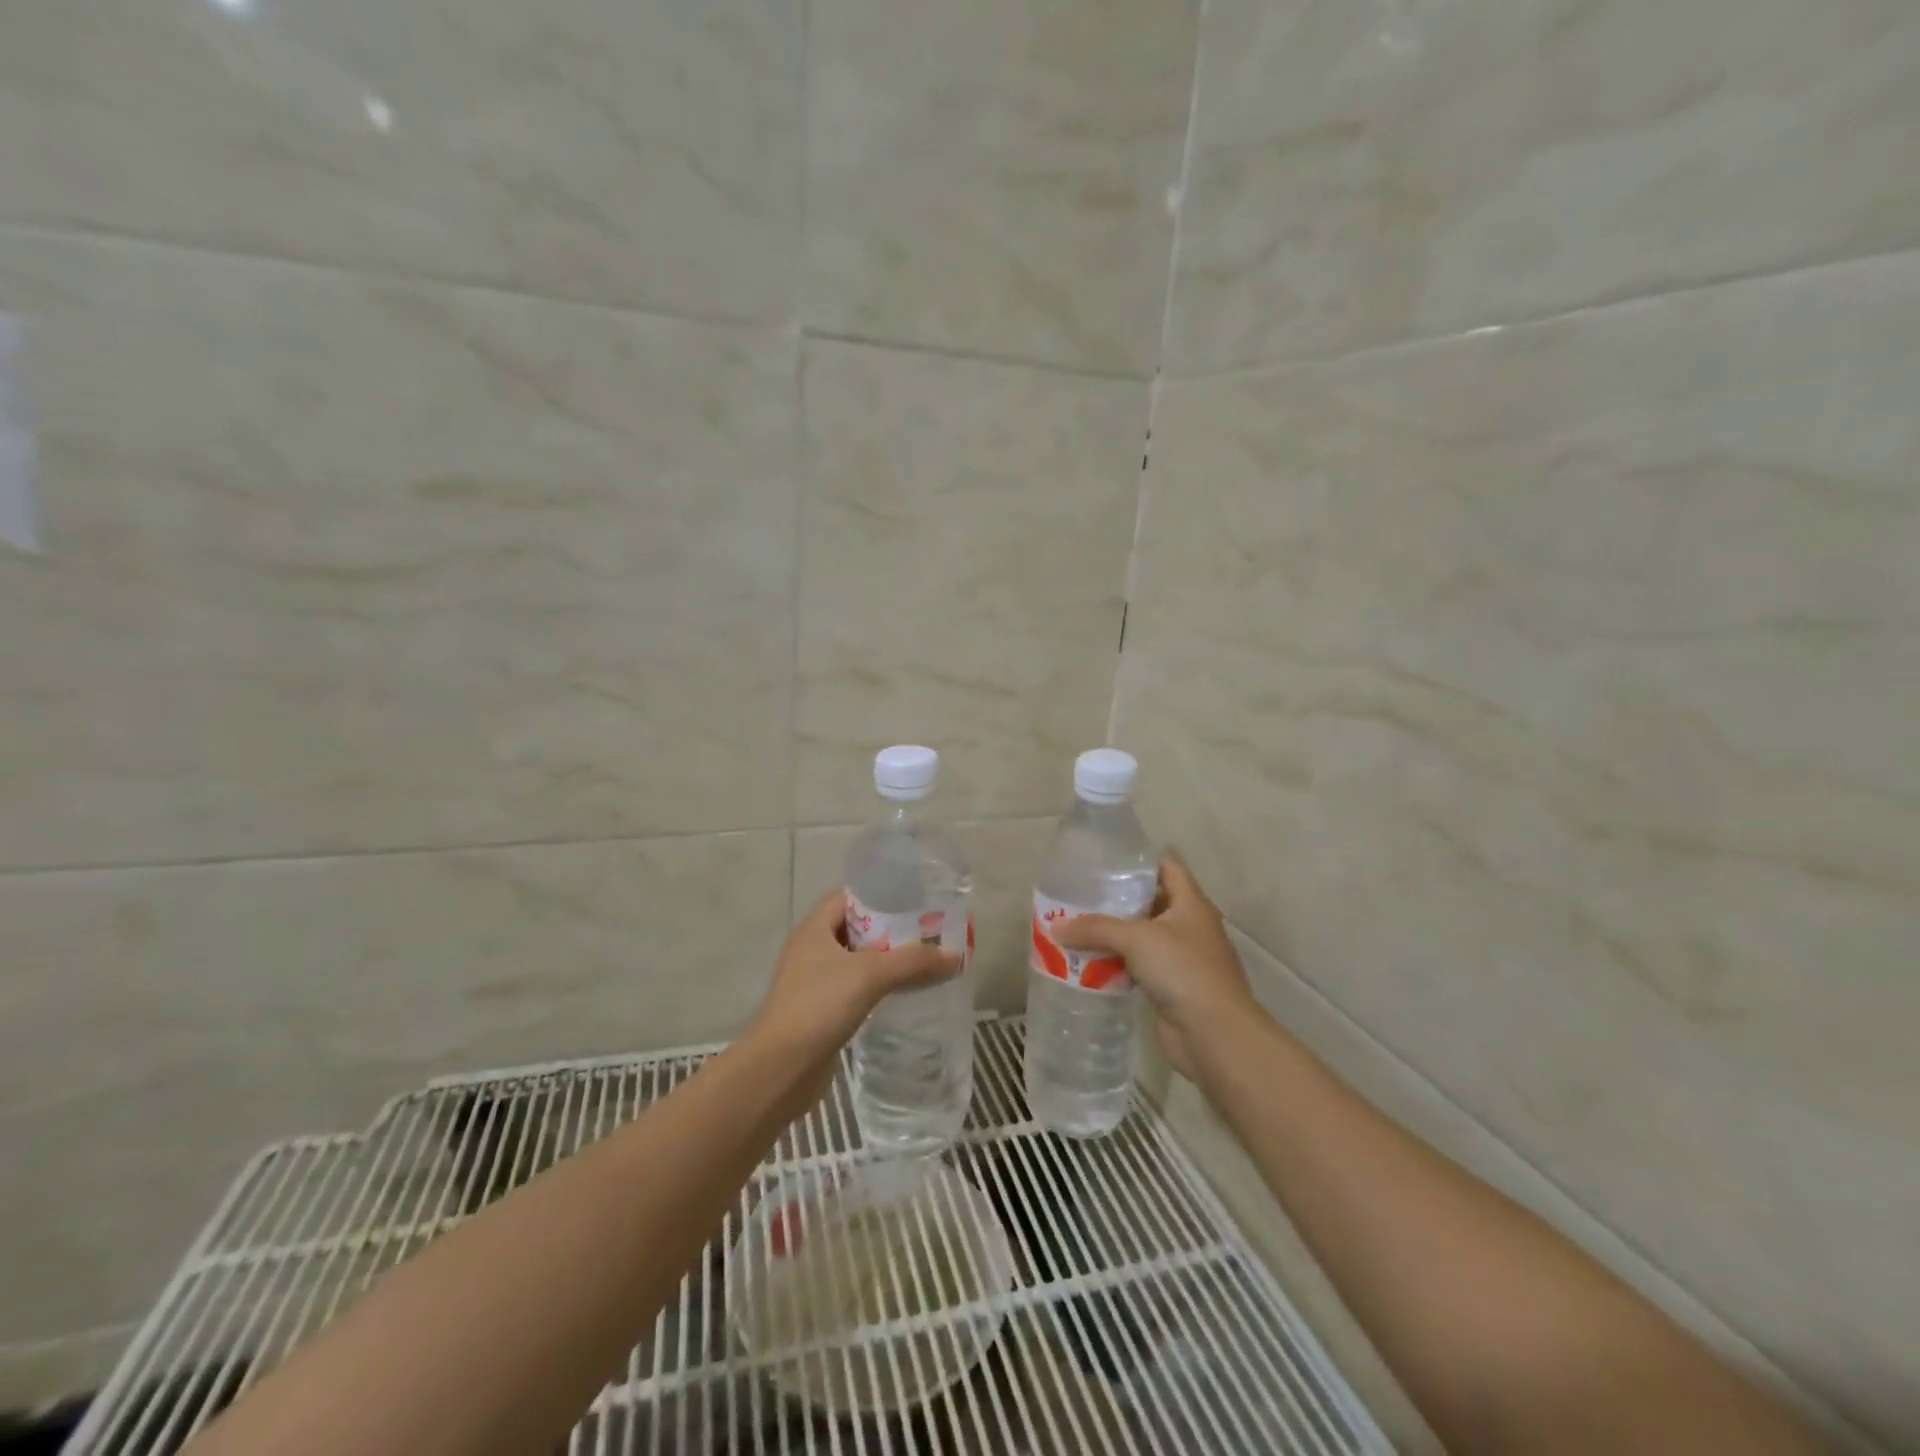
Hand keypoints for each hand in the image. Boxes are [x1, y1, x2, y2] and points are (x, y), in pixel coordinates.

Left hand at [748, 891, 960, 1084]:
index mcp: (815, 928)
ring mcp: (815, 982)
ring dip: (887, 961)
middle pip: (858, 928)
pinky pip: (856, 988)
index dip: (881, 895)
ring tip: (924, 962)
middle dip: (892, 930)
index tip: (916, 901)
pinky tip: (904, 994)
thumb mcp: (870, 975)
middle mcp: (812, 949)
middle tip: (930, 932)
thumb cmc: (819, 1007)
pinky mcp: (822, 1011)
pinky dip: (879, 987)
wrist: (780, 1070)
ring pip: (858, 961)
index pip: (850, 897)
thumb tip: (955, 955)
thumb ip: (912, 962)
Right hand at [1050, 856, 1254, 1079]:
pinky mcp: (1172, 986)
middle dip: (1119, 899)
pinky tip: (1090, 962)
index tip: (1104, 861)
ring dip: (1115, 933)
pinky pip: (1140, 966)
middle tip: (1081, 894)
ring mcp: (1182, 958)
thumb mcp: (1136, 939)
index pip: (1167, 867)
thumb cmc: (1183, 970)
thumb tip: (1055, 926)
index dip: (1139, 861)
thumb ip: (1096, 928)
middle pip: (1152, 901)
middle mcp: (1190, 926)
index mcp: (1191, 903)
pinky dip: (1118, 962)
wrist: (1215, 1034)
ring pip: (1144, 936)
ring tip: (1078, 925)